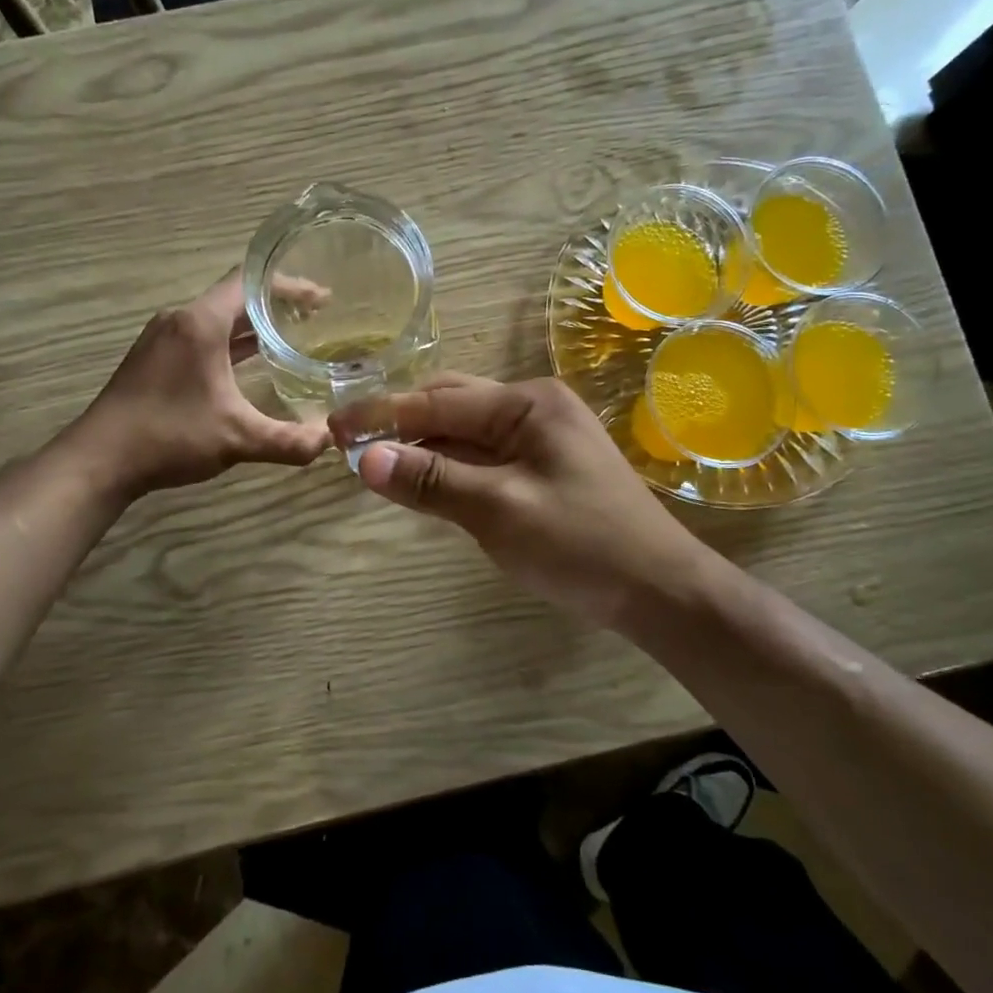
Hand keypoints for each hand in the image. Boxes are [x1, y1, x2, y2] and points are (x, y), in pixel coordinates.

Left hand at [64, 273, 330, 498]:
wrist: (99, 460)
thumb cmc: (169, 437)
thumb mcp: (237, 439)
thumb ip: (288, 441)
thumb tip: (330, 441)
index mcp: (200, 323)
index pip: (250, 282)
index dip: (290, 285)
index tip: (323, 298)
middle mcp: (181, 319)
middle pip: (235, 297)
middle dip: (277, 305)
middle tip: (316, 317)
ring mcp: (163, 338)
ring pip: (218, 317)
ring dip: (253, 324)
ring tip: (292, 335)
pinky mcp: (155, 358)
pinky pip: (203, 336)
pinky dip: (232, 341)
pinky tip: (251, 362)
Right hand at [330, 376, 716, 633]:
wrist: (659, 590)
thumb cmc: (581, 543)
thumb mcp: (500, 511)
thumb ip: (432, 481)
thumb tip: (365, 459)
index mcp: (527, 404)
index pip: (438, 402)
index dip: (383, 414)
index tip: (333, 426)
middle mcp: (533, 408)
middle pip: (451, 406)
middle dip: (400, 422)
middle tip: (350, 445)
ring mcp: (540, 438)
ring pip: (464, 432)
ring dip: (422, 446)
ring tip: (375, 463)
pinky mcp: (542, 467)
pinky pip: (483, 456)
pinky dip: (449, 466)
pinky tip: (423, 480)